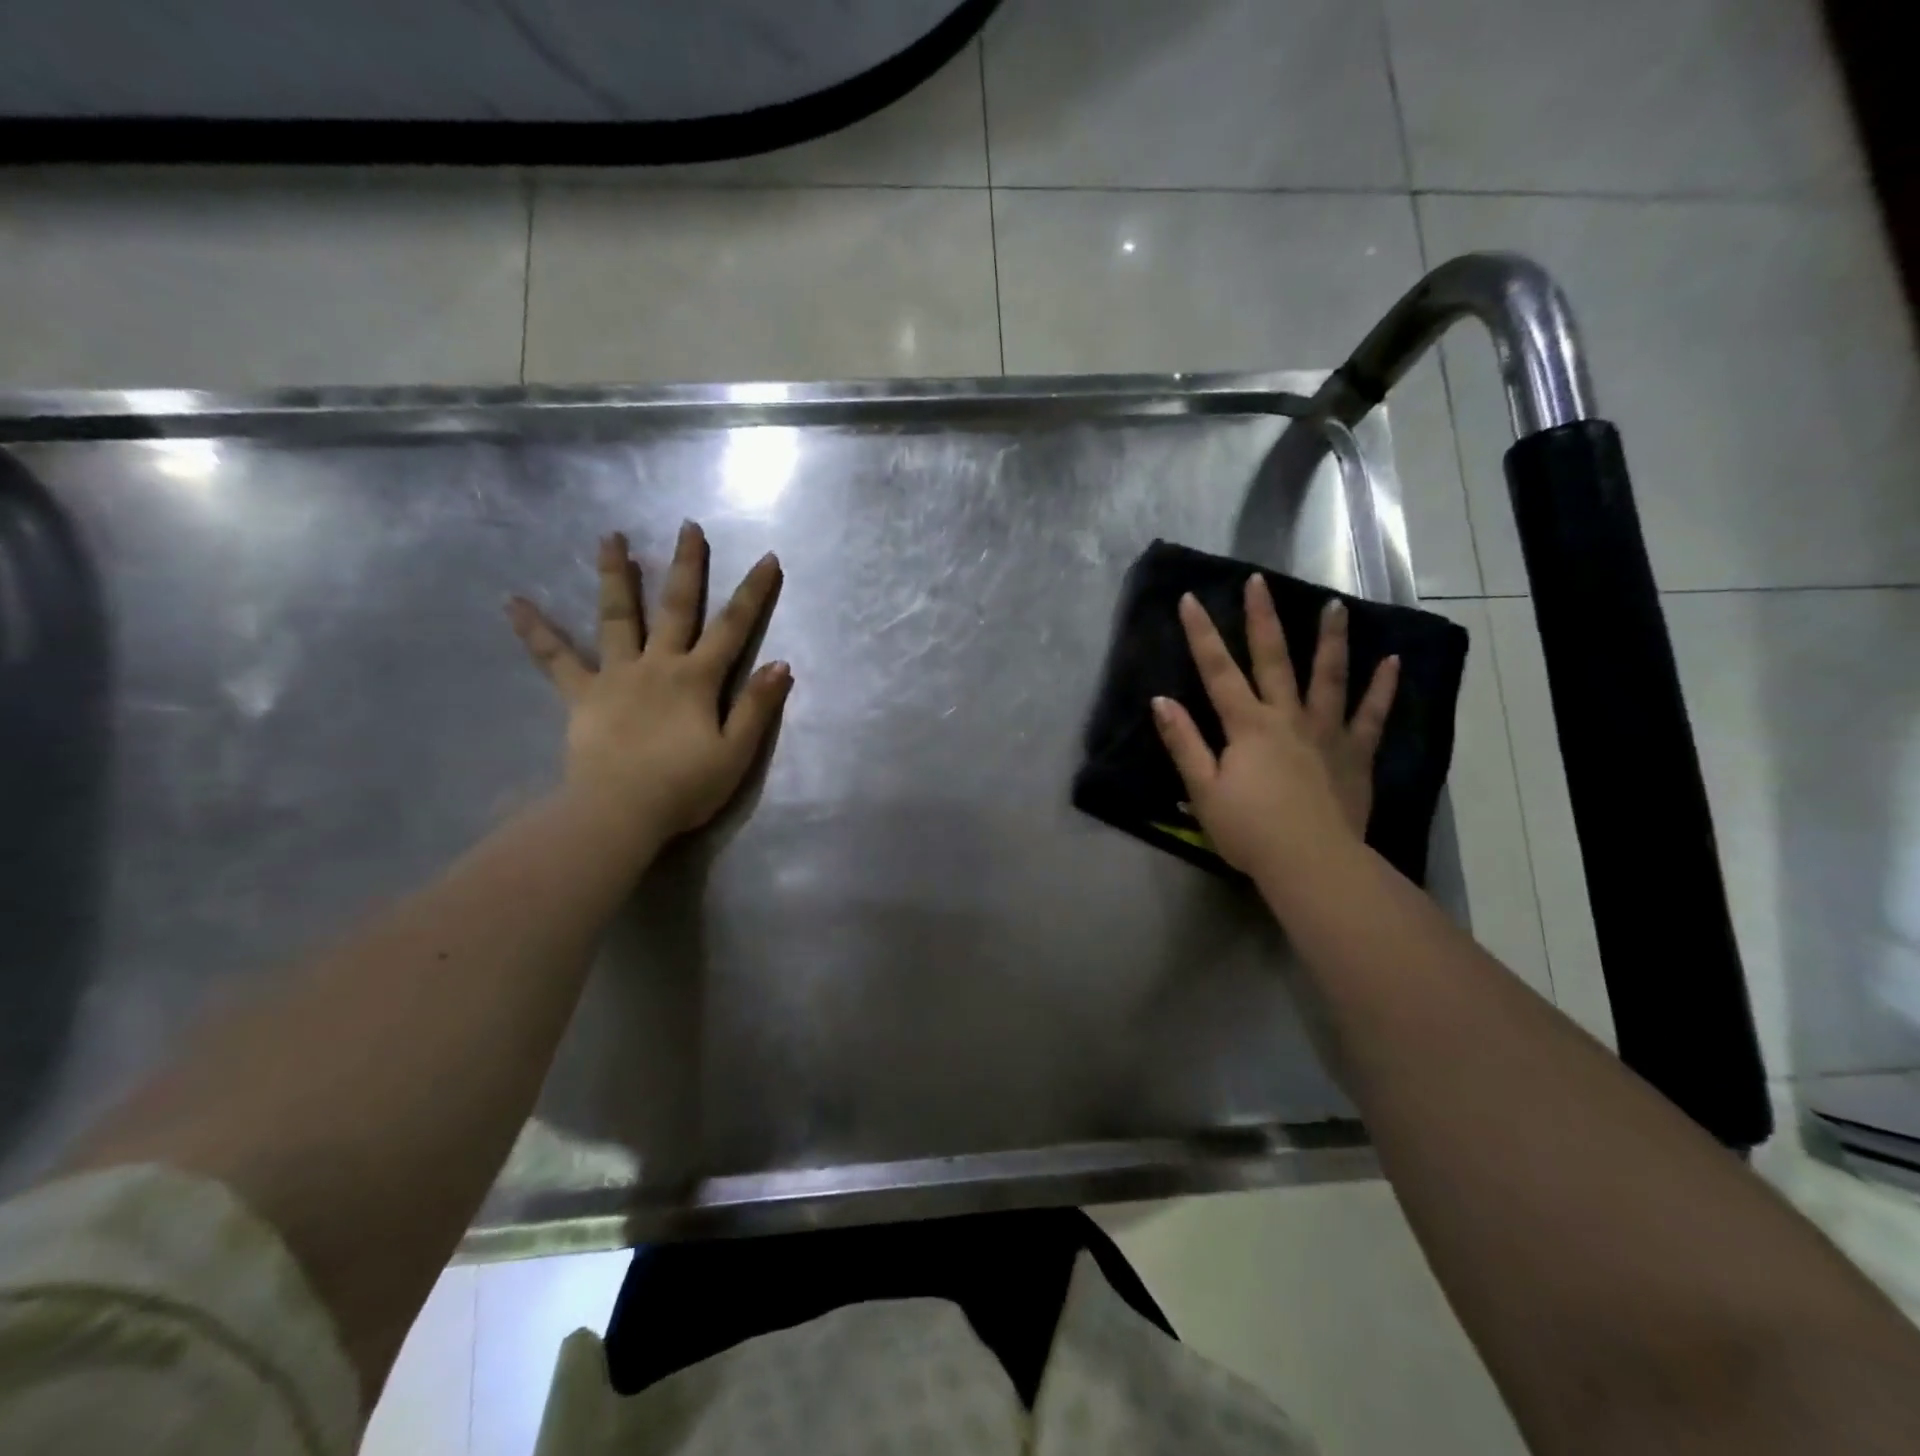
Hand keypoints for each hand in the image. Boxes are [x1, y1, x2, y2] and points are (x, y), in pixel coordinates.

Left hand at [506, 522, 790, 848]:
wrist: (619, 813)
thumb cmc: (684, 787)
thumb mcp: (735, 753)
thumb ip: (756, 707)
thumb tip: (781, 664)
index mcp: (696, 679)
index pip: (733, 628)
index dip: (752, 593)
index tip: (768, 558)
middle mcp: (657, 665)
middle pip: (674, 607)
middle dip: (685, 566)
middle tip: (687, 526)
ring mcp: (616, 675)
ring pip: (616, 616)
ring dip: (617, 576)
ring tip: (610, 537)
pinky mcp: (582, 695)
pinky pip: (555, 659)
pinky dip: (536, 631)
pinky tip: (513, 603)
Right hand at [1151, 576, 1398, 878]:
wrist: (1311, 863)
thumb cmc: (1249, 830)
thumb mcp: (1203, 790)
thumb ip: (1184, 743)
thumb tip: (1162, 701)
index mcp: (1247, 726)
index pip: (1217, 671)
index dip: (1201, 634)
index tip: (1190, 599)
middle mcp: (1287, 717)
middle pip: (1273, 659)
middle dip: (1262, 618)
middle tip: (1259, 581)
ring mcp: (1326, 732)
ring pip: (1328, 677)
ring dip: (1330, 639)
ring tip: (1334, 605)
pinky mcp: (1355, 754)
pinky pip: (1372, 715)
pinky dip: (1383, 688)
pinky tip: (1394, 662)